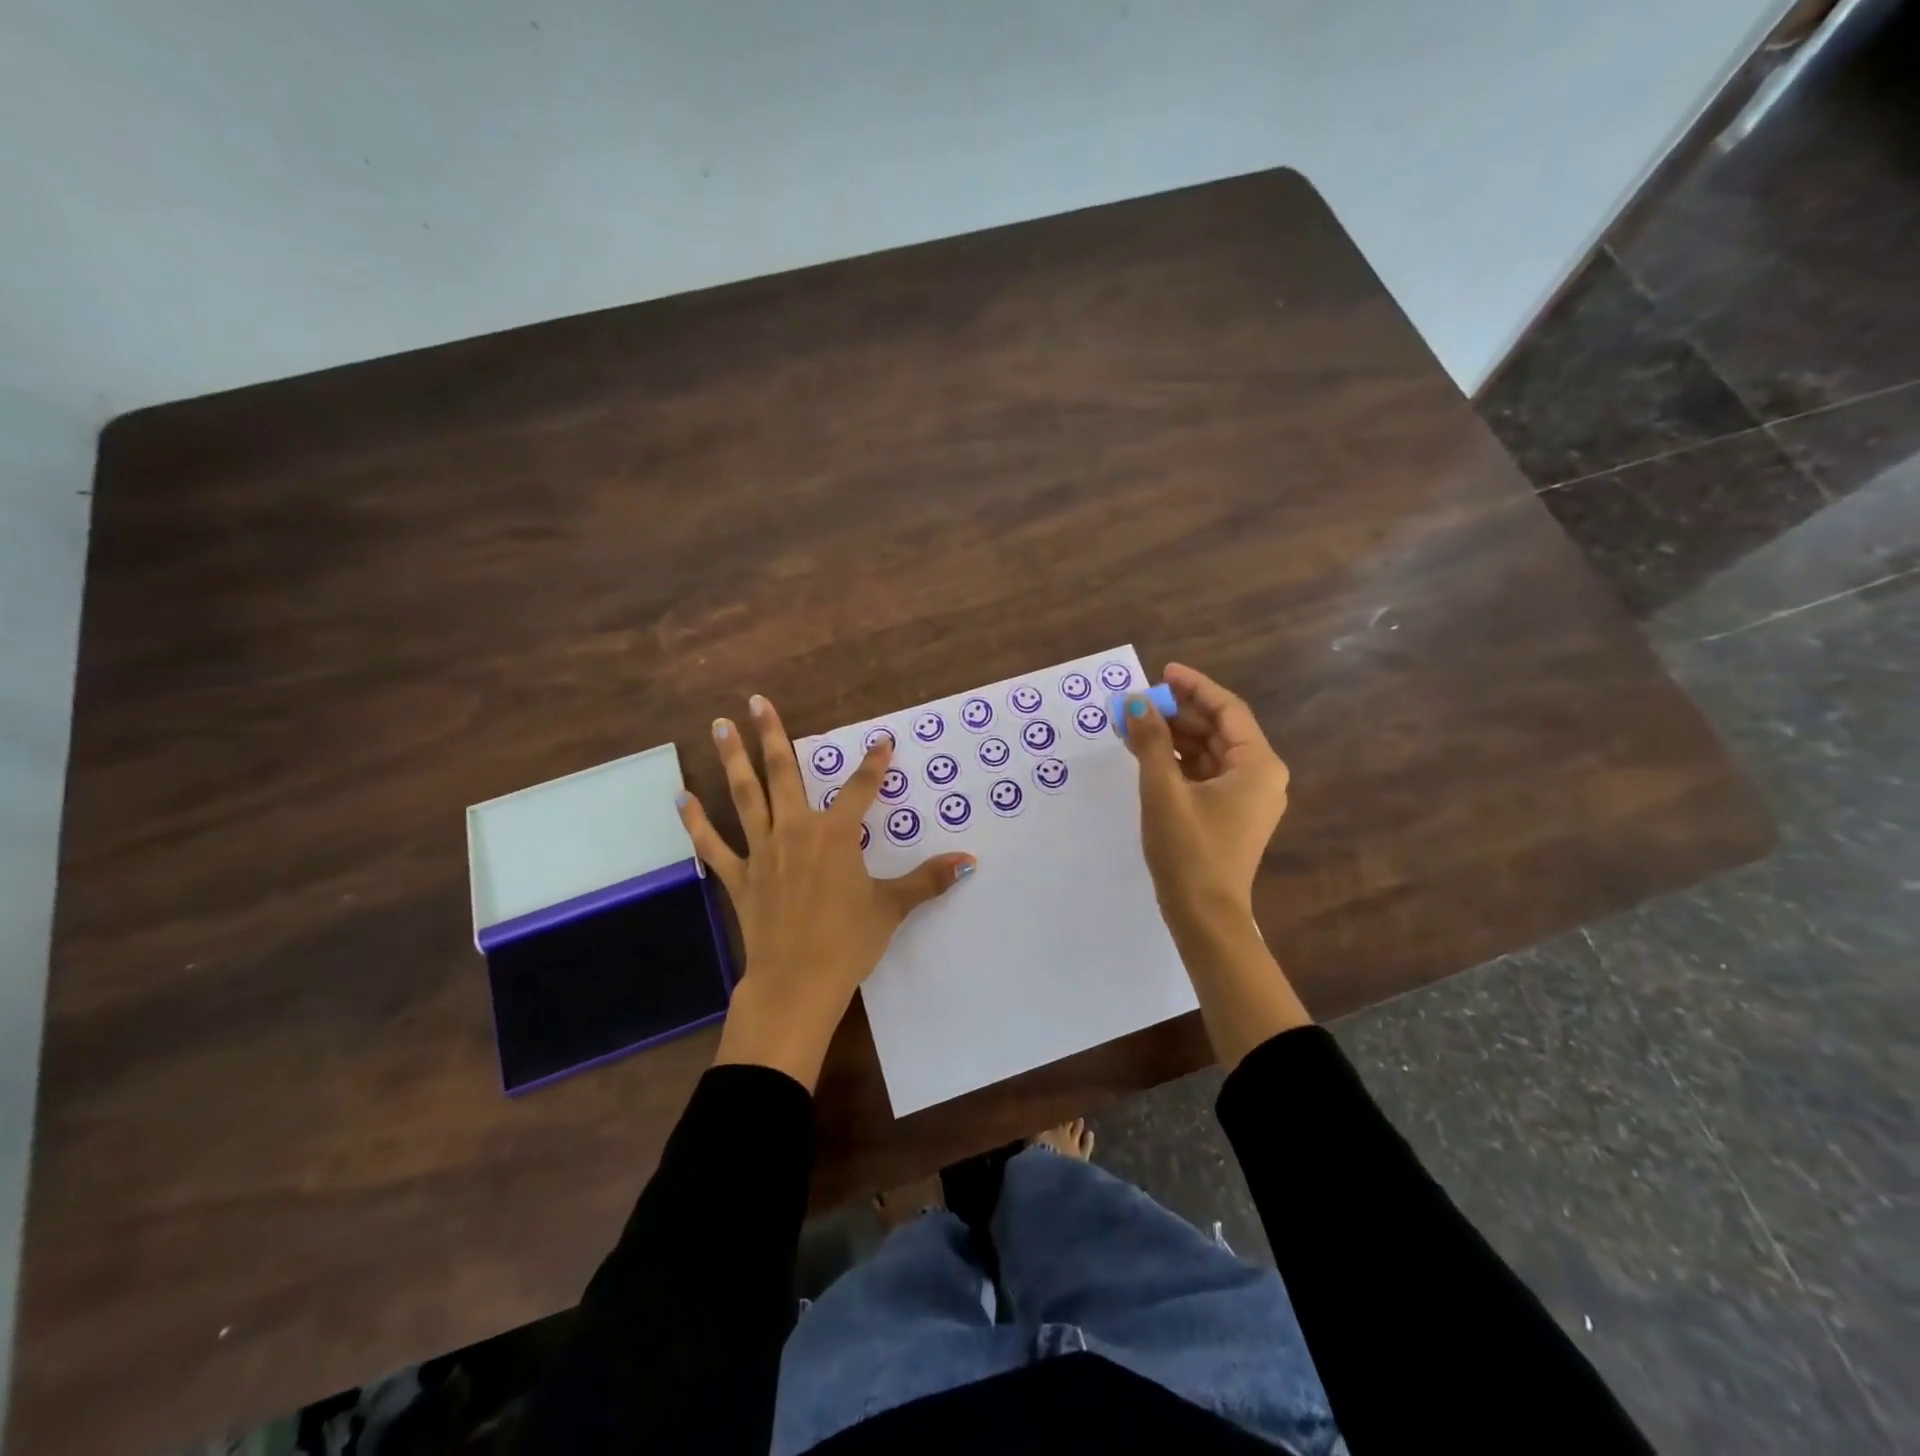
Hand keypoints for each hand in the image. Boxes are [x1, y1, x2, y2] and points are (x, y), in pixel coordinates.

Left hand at [677, 695, 975, 1088]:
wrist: (797, 983)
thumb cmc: (848, 942)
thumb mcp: (892, 907)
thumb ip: (928, 880)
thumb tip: (969, 862)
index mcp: (835, 836)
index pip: (861, 789)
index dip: (875, 763)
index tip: (883, 741)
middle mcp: (796, 831)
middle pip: (784, 774)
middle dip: (773, 735)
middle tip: (756, 702)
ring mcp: (762, 852)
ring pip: (745, 796)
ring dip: (732, 759)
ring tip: (719, 726)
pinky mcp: (738, 877)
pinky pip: (713, 845)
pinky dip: (696, 822)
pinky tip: (682, 798)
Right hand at [1120, 663, 1306, 1065]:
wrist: (1204, 915)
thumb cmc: (1188, 849)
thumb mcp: (1163, 789)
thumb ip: (1150, 741)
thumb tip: (1135, 702)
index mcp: (1257, 764)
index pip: (1227, 709)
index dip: (1194, 687)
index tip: (1163, 672)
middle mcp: (1260, 776)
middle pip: (1218, 729)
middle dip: (1178, 713)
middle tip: (1139, 702)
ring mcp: (1246, 798)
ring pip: (1209, 752)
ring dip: (1174, 737)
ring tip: (1135, 725)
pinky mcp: (1230, 815)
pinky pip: (1205, 775)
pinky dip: (1178, 762)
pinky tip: (1147, 755)